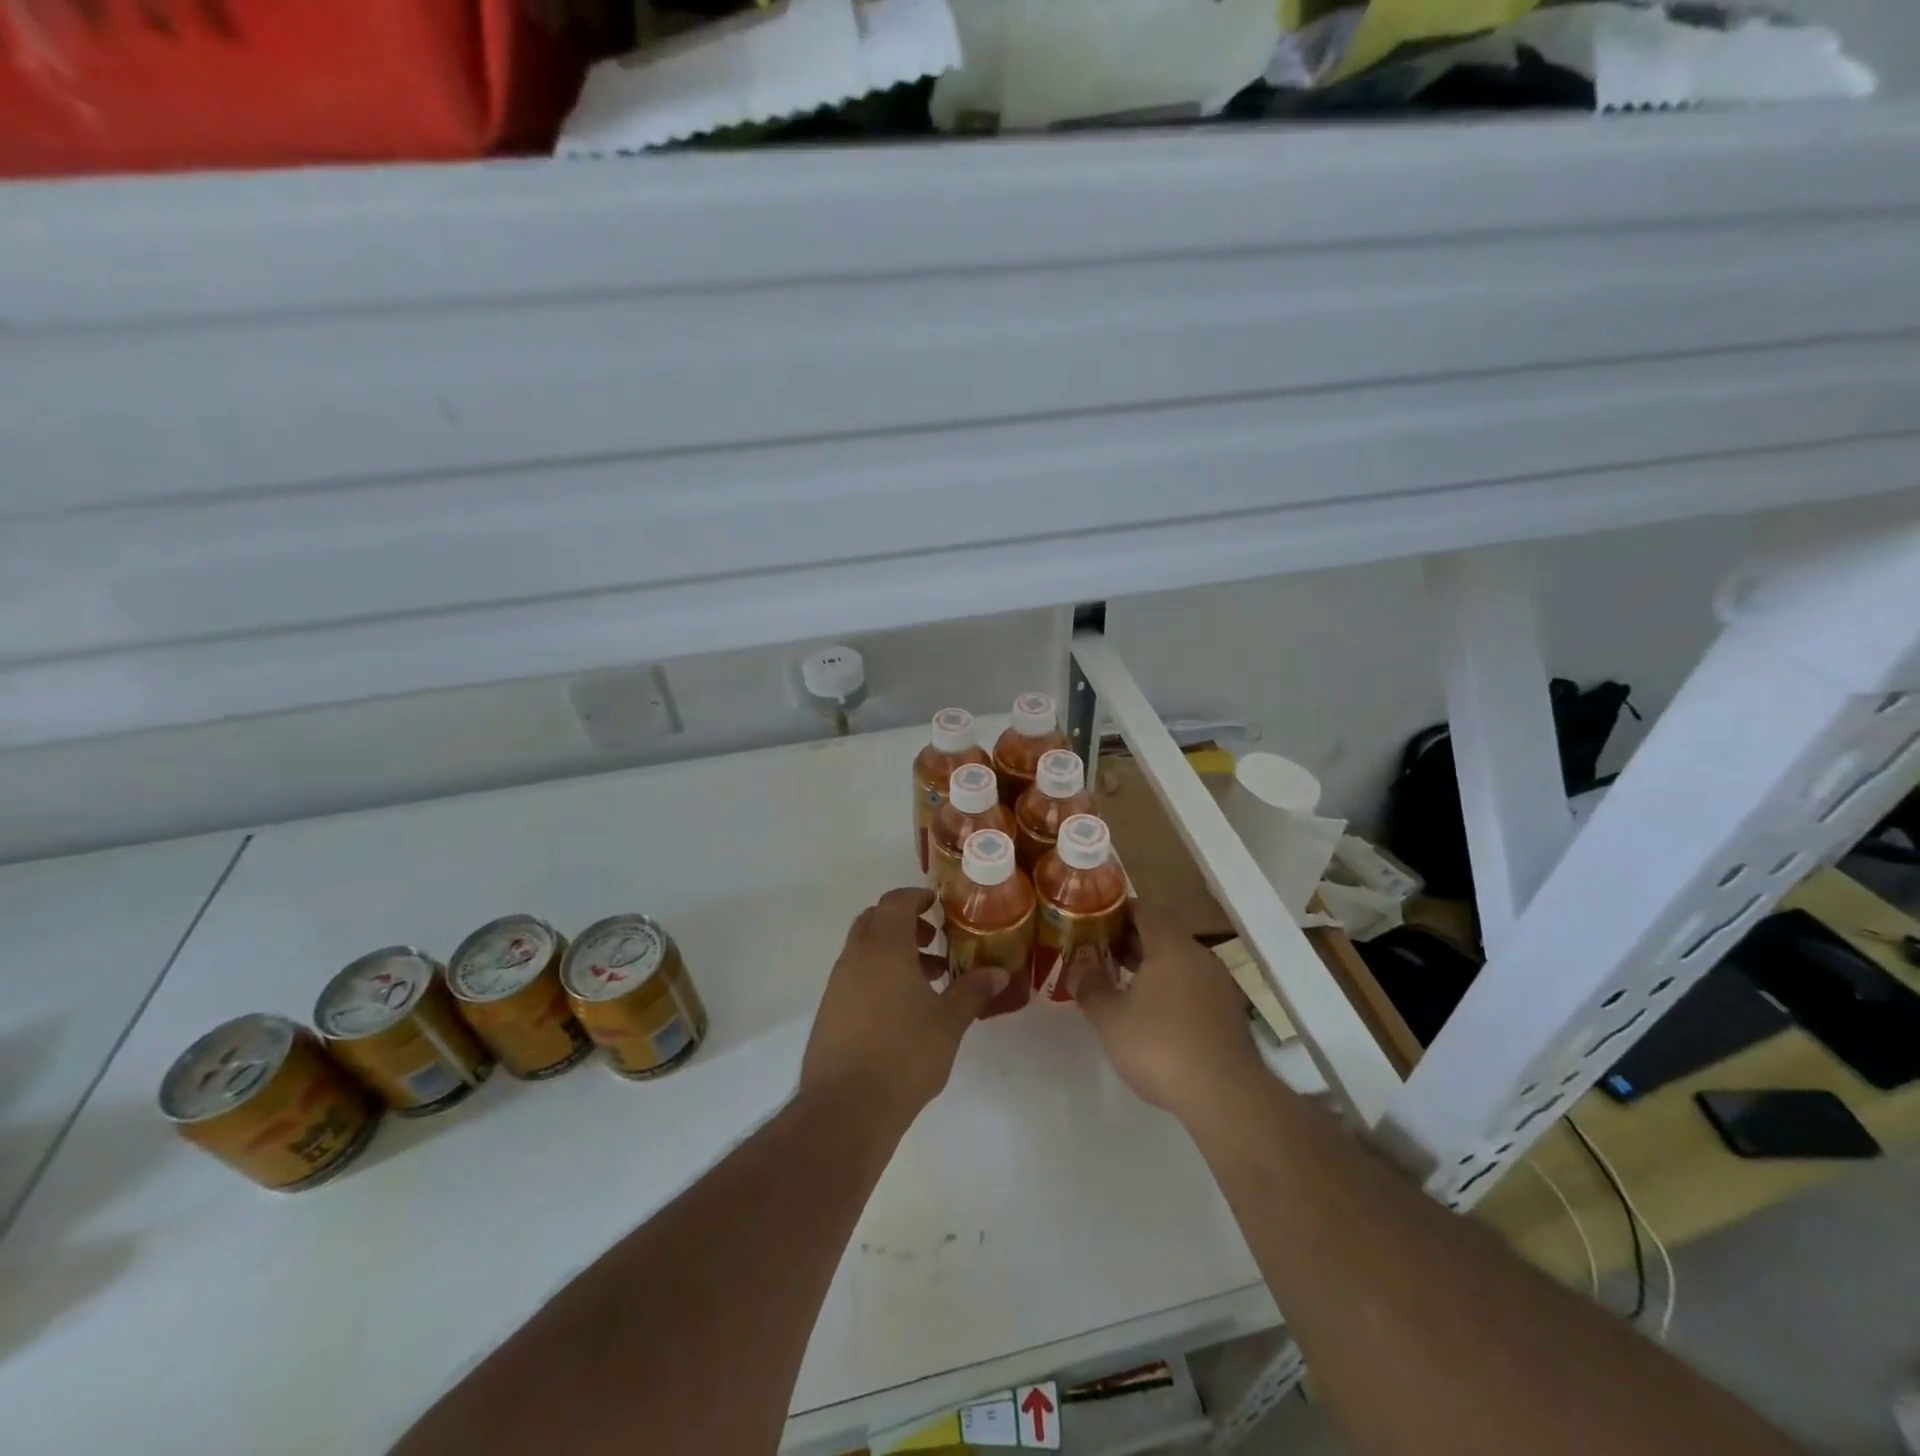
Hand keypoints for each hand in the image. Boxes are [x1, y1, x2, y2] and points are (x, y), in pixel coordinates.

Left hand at [801, 888, 1007, 1119]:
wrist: (846, 1108)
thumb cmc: (904, 1054)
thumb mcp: (949, 1022)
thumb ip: (972, 991)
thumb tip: (999, 972)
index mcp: (884, 947)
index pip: (895, 902)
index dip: (916, 897)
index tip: (937, 904)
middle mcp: (855, 956)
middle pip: (875, 921)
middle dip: (904, 924)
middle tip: (934, 941)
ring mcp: (838, 984)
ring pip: (865, 950)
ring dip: (893, 953)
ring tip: (928, 980)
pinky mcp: (829, 1011)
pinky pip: (856, 976)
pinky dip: (878, 976)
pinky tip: (902, 1010)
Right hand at [1070, 912, 1260, 1119]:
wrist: (1226, 1097)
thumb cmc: (1161, 1046)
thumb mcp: (1111, 1019)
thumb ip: (1090, 987)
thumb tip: (1076, 967)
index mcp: (1171, 946)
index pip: (1143, 910)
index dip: (1115, 912)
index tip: (1092, 921)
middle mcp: (1199, 956)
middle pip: (1161, 936)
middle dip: (1128, 941)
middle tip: (1097, 952)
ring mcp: (1218, 985)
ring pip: (1177, 963)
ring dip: (1149, 967)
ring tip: (1119, 983)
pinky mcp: (1228, 1013)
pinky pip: (1192, 987)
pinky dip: (1169, 989)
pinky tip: (1151, 1014)